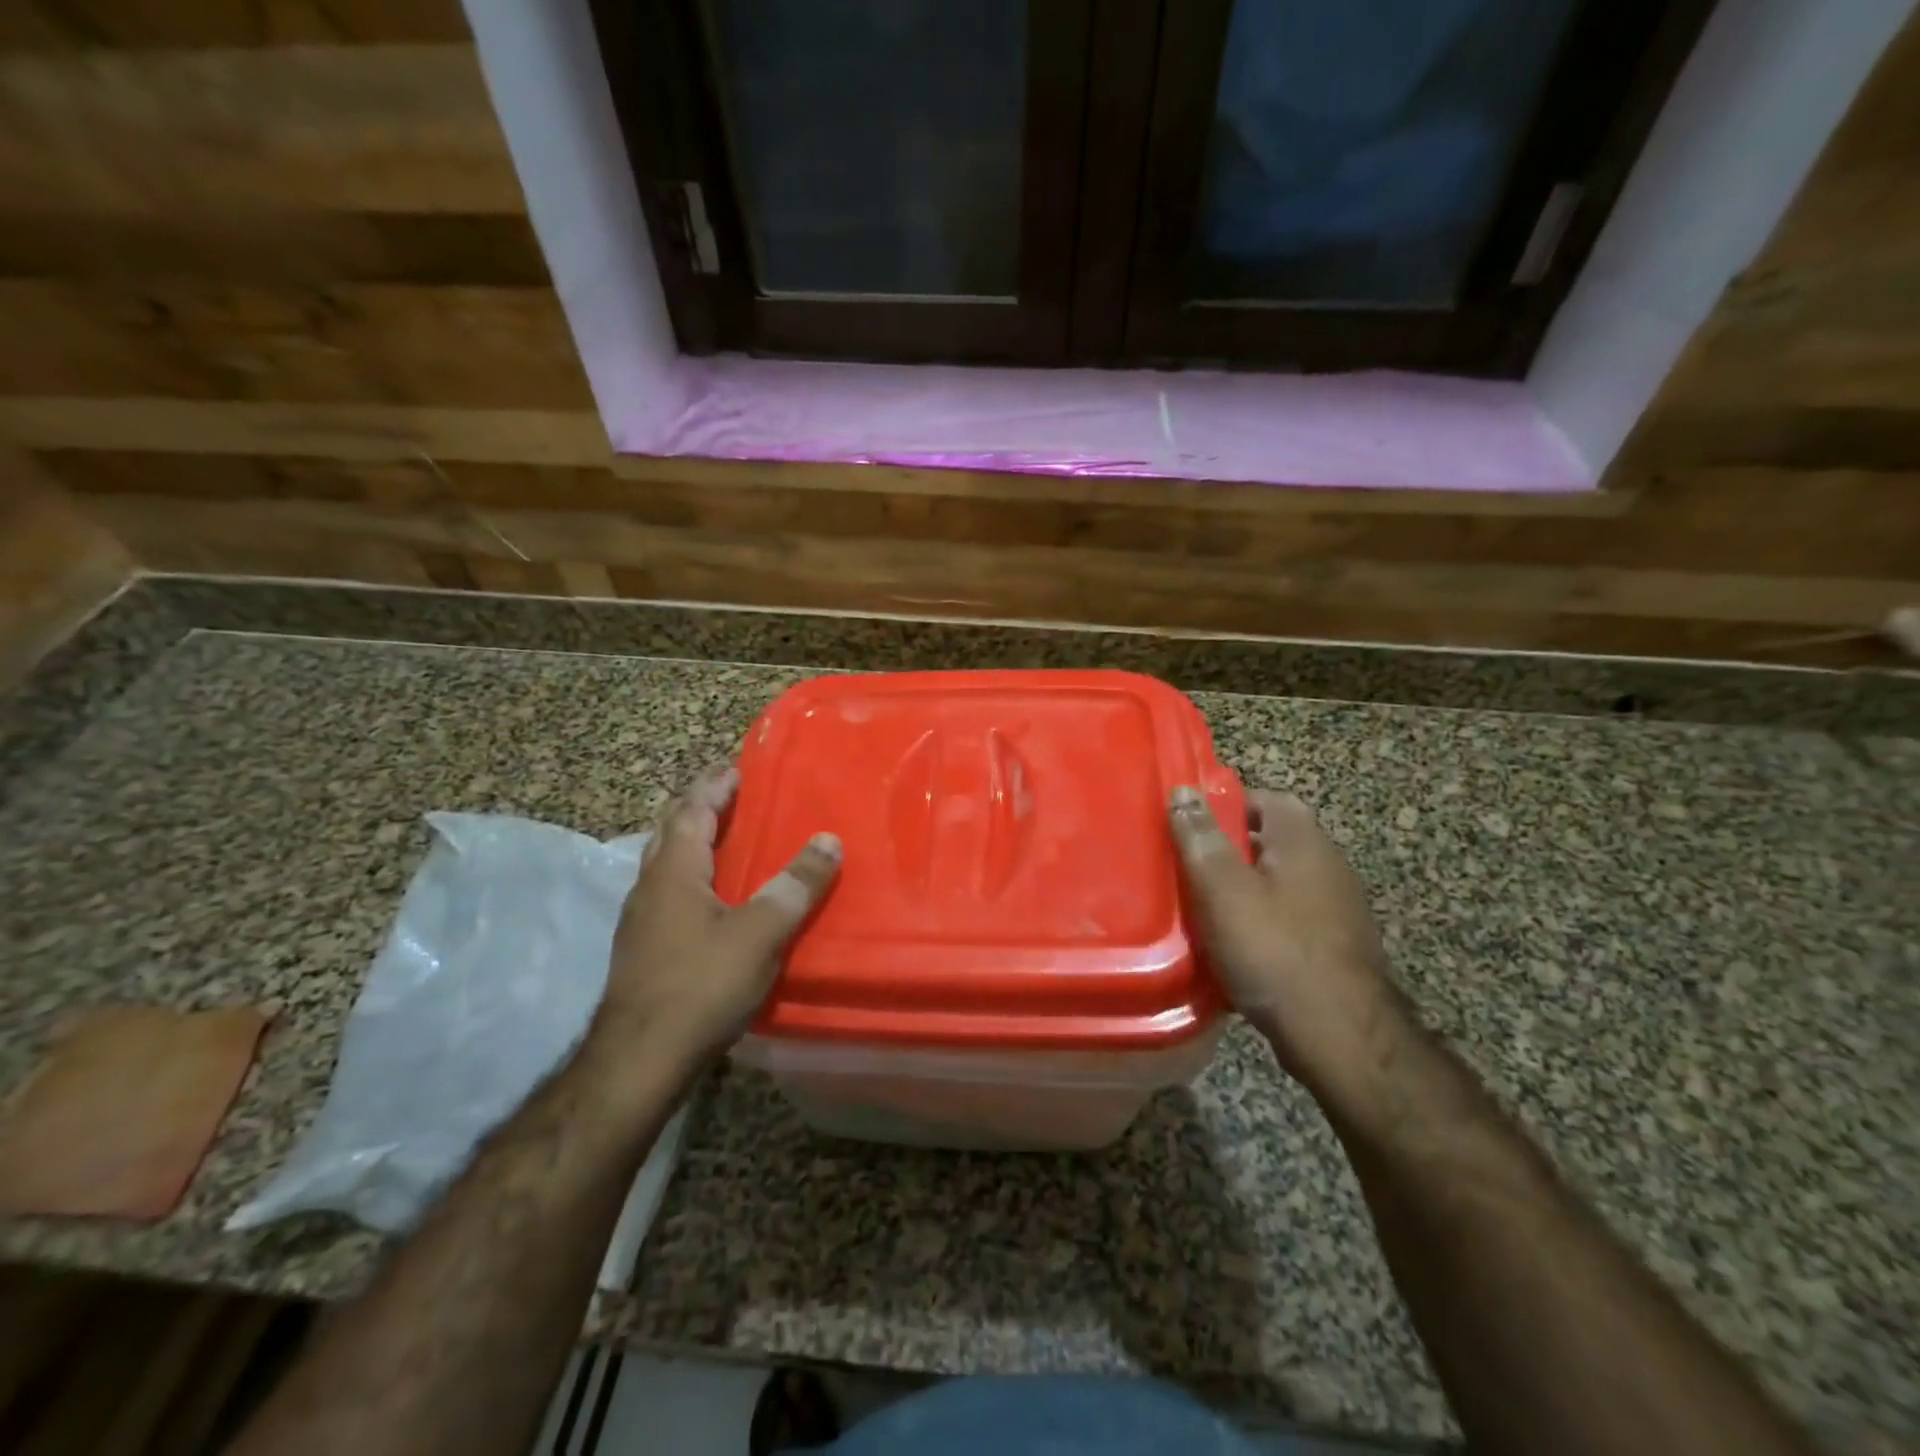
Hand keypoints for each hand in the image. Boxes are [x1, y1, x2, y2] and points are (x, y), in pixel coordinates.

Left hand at [592, 762, 840, 1071]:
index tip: (736, 767)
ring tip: (728, 838)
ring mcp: (641, 920)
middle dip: (699, 806)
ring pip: (667, 863)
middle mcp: (650, 886)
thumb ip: (795, 885)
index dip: (714, 785)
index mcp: (673, 871)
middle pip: (671, 830)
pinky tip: (715, 897)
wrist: (639, 1061)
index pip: (691, 810)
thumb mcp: (760, 933)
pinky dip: (694, 875)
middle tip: (733, 795)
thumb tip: (828, 840)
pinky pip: (671, 892)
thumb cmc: (700, 986)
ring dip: (694, 841)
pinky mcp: (644, 949)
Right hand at [1168, 785, 1404, 1101]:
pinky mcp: (1335, 946)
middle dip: (1227, 850)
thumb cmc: (1274, 950)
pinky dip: (1259, 923)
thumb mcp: (1223, 888)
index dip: (1223, 804)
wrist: (1340, 1035)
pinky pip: (1286, 919)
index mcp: (1303, 840)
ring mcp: (1337, 908)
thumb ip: (1201, 838)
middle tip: (1184, 865)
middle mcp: (1328, 865)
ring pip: (1276, 883)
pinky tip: (1231, 946)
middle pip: (1269, 842)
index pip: (1263, 799)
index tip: (1186, 822)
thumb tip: (1184, 790)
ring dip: (1241, 890)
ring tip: (1199, 906)